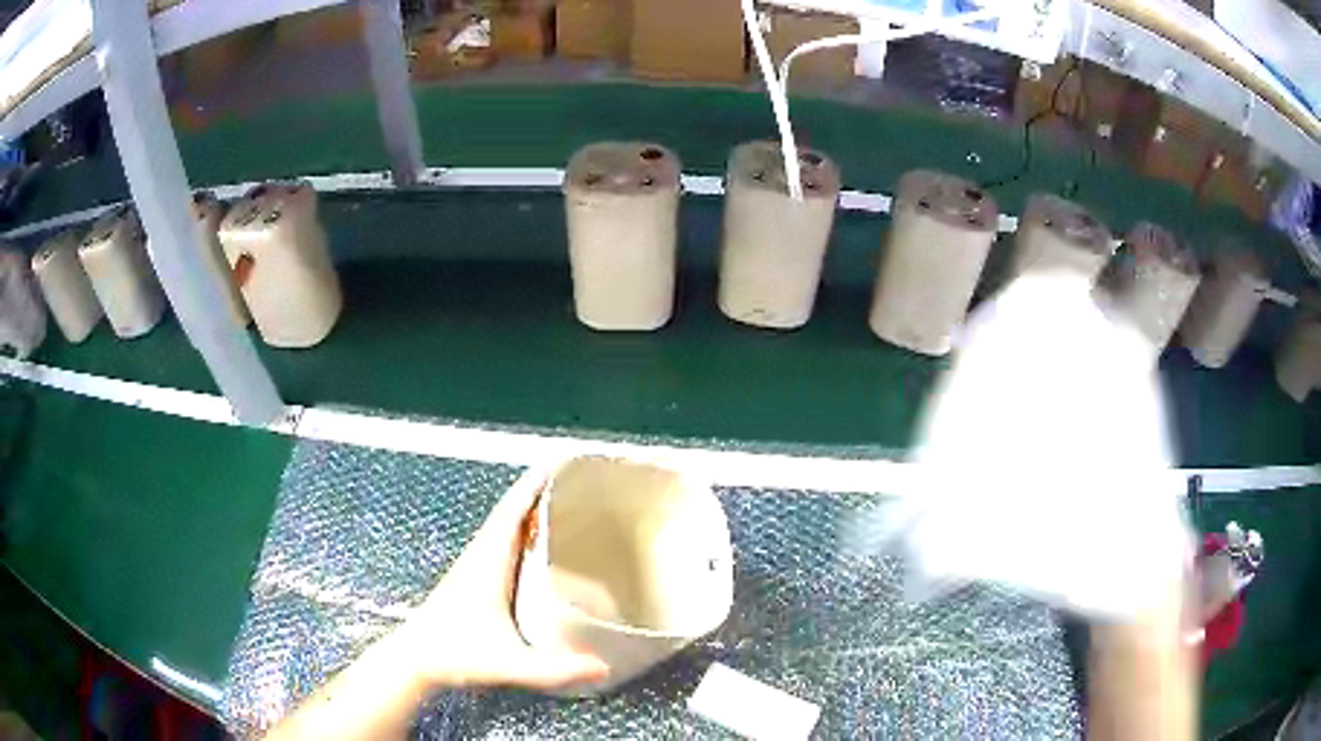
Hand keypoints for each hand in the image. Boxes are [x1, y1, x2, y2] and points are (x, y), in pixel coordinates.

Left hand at [391, 468, 608, 691]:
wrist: (415, 659)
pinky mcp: (471, 578)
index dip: (535, 484)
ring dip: (529, 507)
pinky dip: (520, 528)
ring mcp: (473, 565)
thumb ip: (554, 669)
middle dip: (540, 489)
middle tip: (576, 479)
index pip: (512, 510)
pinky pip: (500, 540)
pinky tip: (536, 542)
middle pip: (510, 510)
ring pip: (504, 524)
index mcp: (488, 563)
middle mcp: (480, 556)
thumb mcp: (509, 664)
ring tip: (564, 501)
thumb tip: (604, 668)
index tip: (561, 462)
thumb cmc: (457, 654)